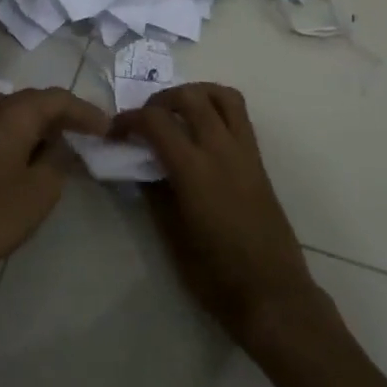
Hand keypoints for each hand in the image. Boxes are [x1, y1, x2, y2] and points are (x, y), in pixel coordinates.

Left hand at [0, 87, 108, 299]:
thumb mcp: (38, 193)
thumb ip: (58, 161)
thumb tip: (61, 145)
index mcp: (12, 113)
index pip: (59, 99)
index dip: (87, 112)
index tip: (108, 128)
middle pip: (33, 102)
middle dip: (61, 117)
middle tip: (86, 135)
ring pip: (10, 116)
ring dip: (36, 128)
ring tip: (57, 149)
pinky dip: (15, 139)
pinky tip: (22, 161)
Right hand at [116, 83, 325, 351]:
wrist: (271, 292)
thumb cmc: (216, 275)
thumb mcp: (172, 236)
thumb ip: (155, 193)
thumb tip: (141, 166)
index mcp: (195, 171)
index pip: (157, 122)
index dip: (129, 120)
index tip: (114, 132)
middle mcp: (222, 151)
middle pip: (191, 97)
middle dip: (160, 99)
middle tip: (144, 120)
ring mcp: (246, 152)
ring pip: (223, 96)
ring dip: (195, 94)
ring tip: (175, 113)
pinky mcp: (259, 161)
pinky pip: (239, 116)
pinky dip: (216, 108)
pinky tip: (200, 132)